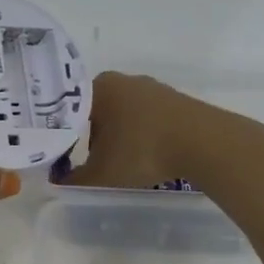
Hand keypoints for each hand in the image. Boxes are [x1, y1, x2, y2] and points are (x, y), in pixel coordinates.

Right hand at [61, 71, 212, 189]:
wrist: (204, 143)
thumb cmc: (142, 151)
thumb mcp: (101, 175)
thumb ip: (74, 181)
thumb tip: (59, 183)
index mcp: (97, 87)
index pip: (69, 112)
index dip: (64, 138)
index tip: (64, 160)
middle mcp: (122, 80)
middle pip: (96, 113)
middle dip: (91, 139)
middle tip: (91, 165)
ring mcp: (152, 88)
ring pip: (122, 116)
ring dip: (118, 139)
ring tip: (121, 165)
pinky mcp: (175, 100)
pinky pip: (147, 119)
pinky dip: (141, 137)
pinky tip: (146, 156)